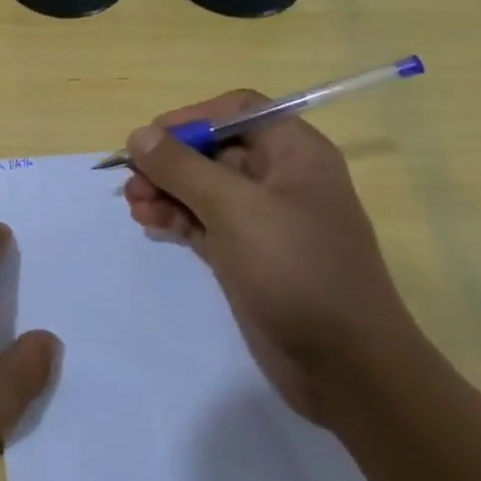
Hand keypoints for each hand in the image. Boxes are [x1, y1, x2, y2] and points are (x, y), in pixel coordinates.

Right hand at [121, 92, 416, 423]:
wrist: (347, 369)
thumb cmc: (296, 270)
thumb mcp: (234, 209)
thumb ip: (182, 167)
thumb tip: (139, 135)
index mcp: (294, 152)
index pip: (236, 110)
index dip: (192, 118)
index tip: (152, 140)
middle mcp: (280, 178)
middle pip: (212, 149)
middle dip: (169, 161)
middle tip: (132, 181)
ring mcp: (264, 219)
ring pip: (202, 187)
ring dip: (165, 190)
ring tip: (136, 207)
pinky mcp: (249, 253)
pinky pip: (203, 221)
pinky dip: (175, 218)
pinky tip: (149, 224)